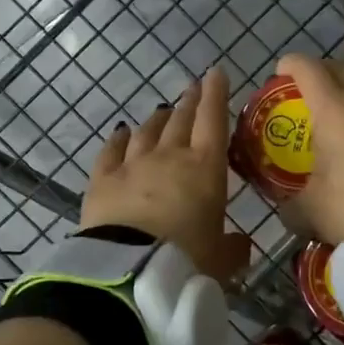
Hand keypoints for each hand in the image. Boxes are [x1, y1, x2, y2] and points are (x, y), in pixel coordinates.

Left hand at [83, 69, 250, 283]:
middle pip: (180, 120)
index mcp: (206, 169)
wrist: (131, 271)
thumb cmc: (188, 261)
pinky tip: (121, 132)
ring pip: (147, 131)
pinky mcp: (102, 179)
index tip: (215, 73)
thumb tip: (241, 244)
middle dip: (189, 102)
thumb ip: (233, 248)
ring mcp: (132, 164)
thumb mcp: (220, 261)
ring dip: (158, 120)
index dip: (216, 94)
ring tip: (163, 113)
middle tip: (192, 89)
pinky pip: (111, 150)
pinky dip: (119, 139)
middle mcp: (169, 156)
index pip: (213, 121)